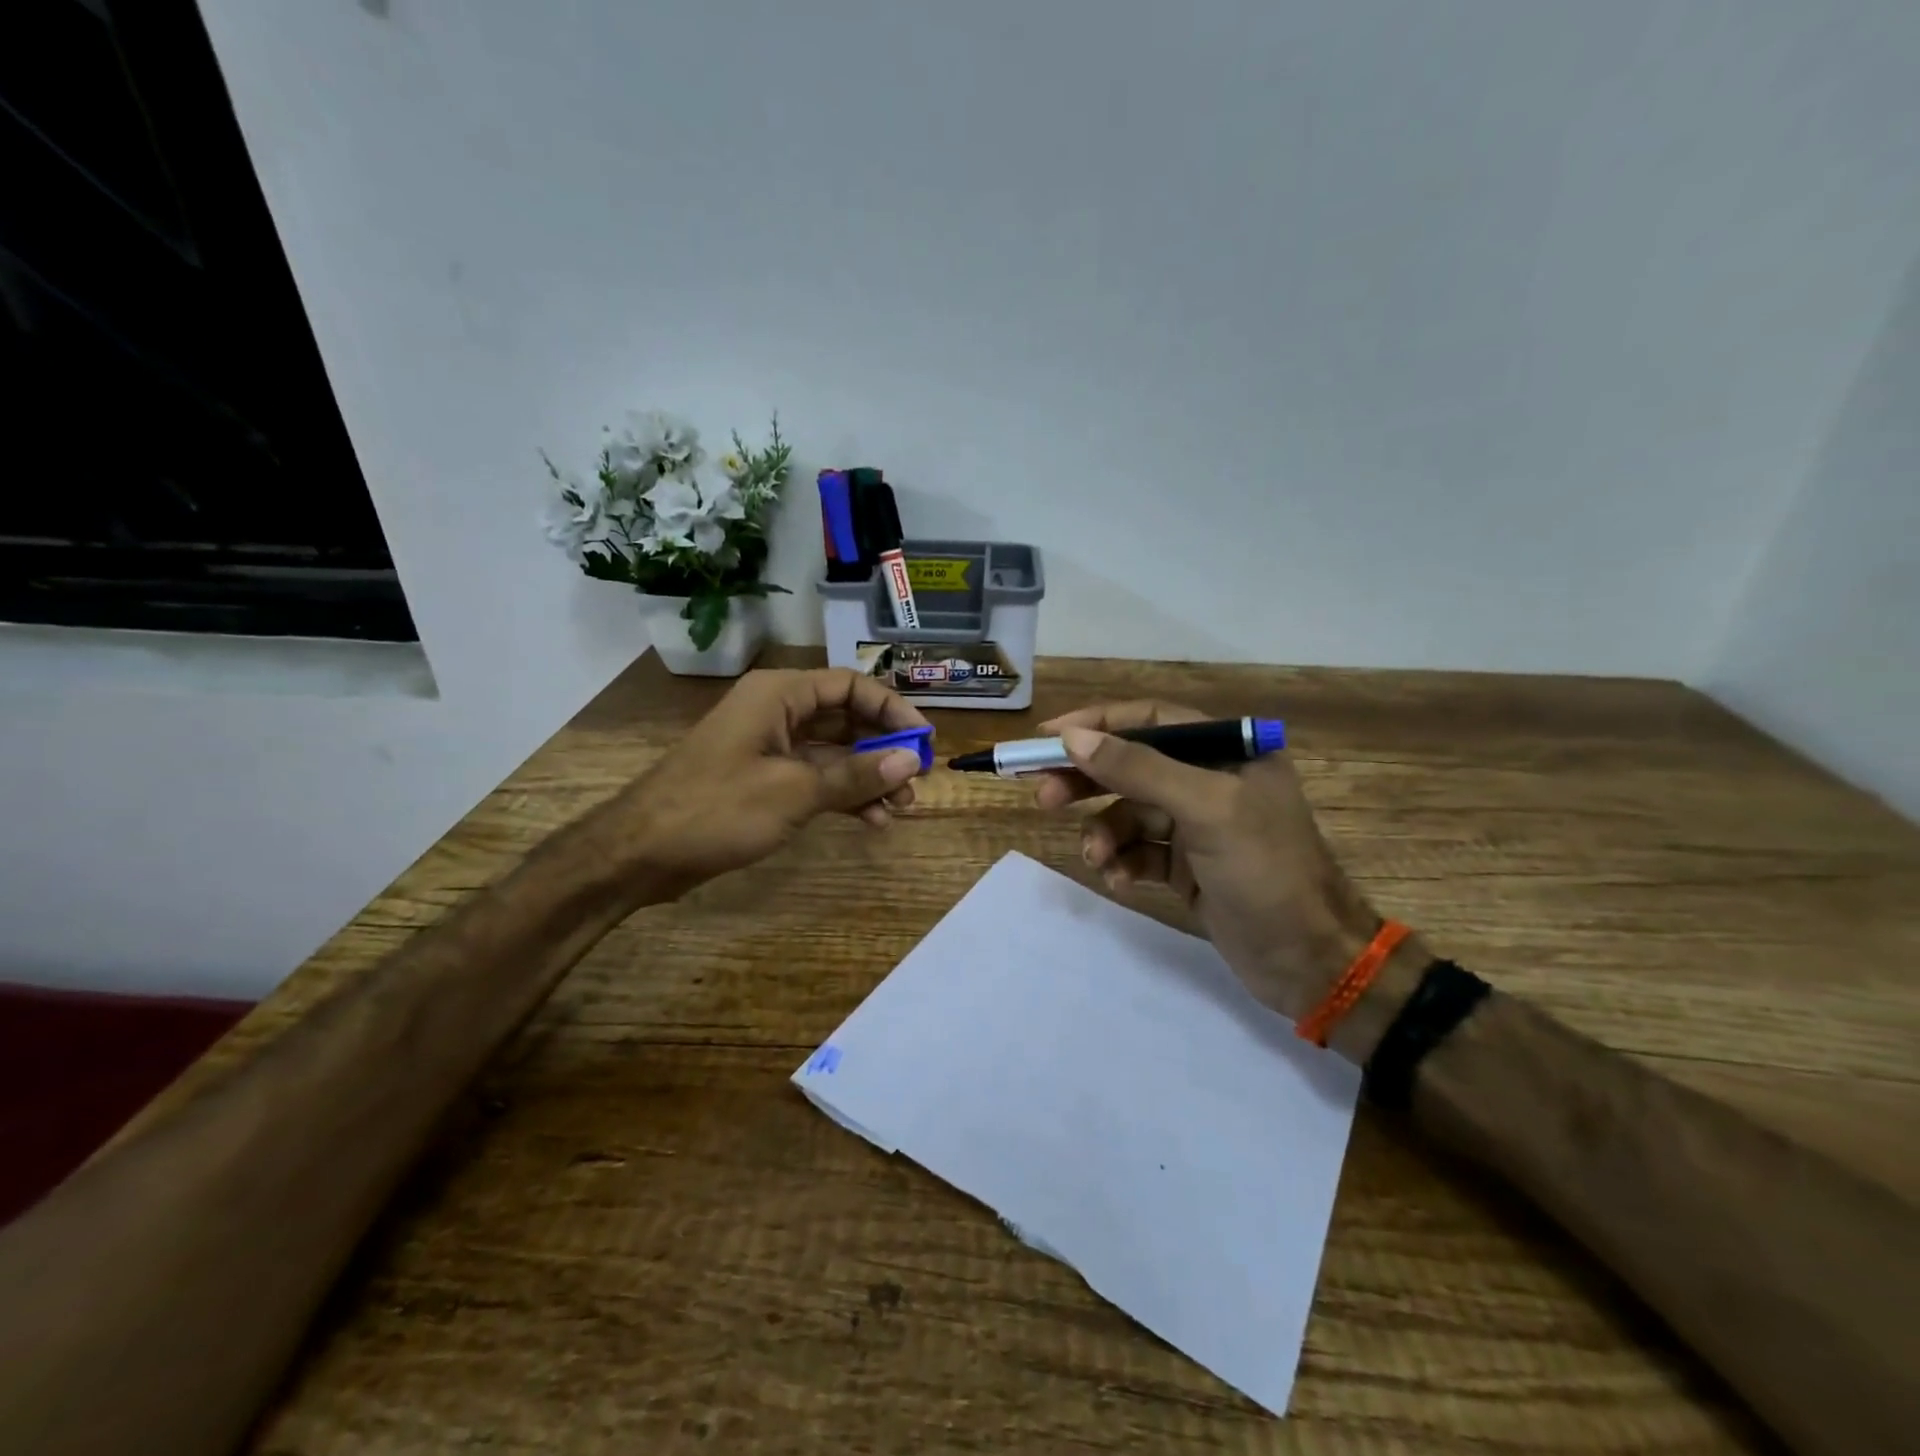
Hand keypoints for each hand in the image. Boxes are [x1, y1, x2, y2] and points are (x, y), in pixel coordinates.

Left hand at [609, 668, 927, 897]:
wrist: (640, 853)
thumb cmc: (717, 809)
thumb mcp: (794, 791)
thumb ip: (855, 775)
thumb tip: (912, 759)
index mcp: (779, 695)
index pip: (851, 686)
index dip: (892, 709)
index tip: (924, 740)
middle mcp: (777, 712)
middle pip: (845, 718)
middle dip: (883, 748)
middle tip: (915, 780)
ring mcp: (769, 747)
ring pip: (833, 751)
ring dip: (867, 777)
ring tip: (899, 808)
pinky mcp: (763, 779)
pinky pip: (814, 777)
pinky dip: (841, 794)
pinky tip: (869, 820)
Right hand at [1032, 701, 1385, 1026]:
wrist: (1311, 962)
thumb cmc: (1266, 871)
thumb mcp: (1206, 810)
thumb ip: (1139, 769)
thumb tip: (1073, 738)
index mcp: (1226, 750)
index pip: (1148, 720)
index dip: (1096, 724)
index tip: (1046, 738)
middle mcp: (1210, 780)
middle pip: (1131, 765)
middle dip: (1088, 781)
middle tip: (1044, 796)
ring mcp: (1198, 825)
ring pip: (1129, 813)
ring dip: (1105, 832)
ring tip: (1095, 857)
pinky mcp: (1188, 866)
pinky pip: (1139, 851)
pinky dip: (1123, 862)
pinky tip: (1118, 880)